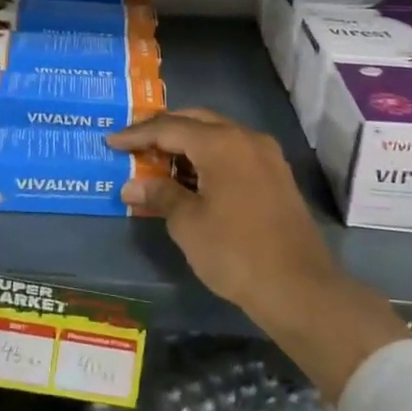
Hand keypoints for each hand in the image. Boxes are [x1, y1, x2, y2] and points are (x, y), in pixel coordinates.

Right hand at [108, 109, 408, 399]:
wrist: (301, 290)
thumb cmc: (236, 252)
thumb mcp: (188, 224)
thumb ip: (159, 194)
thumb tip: (132, 185)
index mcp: (221, 143)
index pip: (169, 127)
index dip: (137, 134)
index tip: (111, 141)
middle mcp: (246, 138)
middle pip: (195, 121)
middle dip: (162, 130)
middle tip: (134, 142)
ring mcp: (266, 156)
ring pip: (217, 135)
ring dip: (186, 143)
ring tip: (157, 160)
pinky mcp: (276, 176)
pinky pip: (233, 152)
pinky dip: (207, 157)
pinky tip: (190, 177)